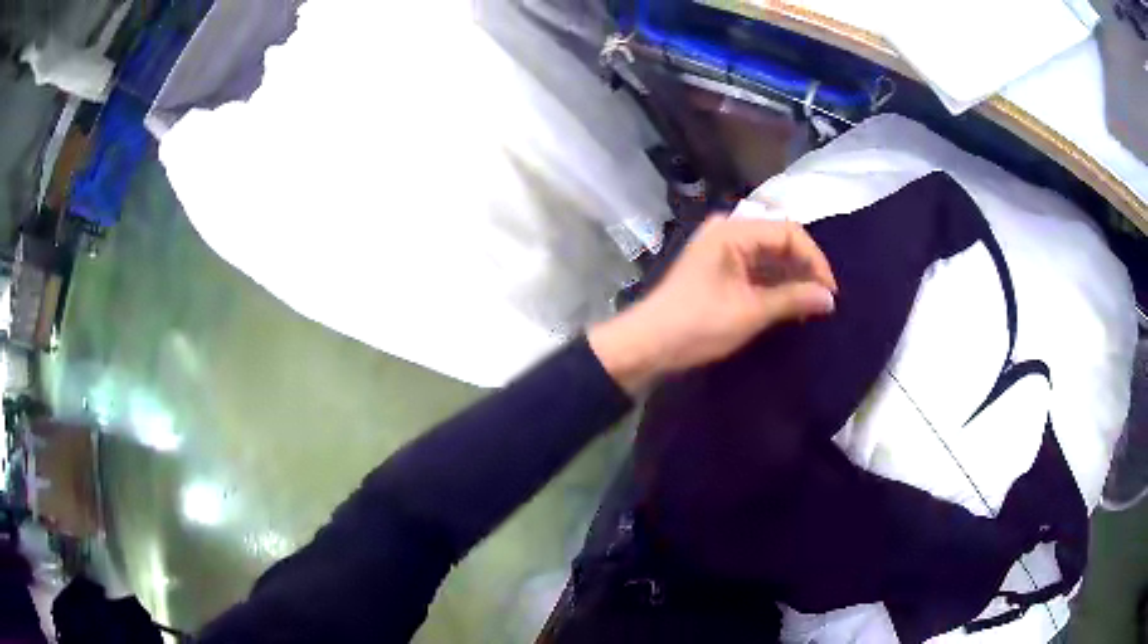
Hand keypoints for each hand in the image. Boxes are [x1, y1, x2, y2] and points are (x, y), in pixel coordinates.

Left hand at [589, 216, 836, 393]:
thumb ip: (793, 299)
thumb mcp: (750, 312)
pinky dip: (774, 285)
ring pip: (769, 256)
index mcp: (733, 230)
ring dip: (791, 279)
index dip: (814, 260)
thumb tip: (830, 298)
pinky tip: (789, 305)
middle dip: (804, 269)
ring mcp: (722, 249)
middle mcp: (728, 231)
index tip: (830, 292)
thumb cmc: (697, 325)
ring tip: (810, 306)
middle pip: (779, 241)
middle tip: (823, 301)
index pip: (788, 231)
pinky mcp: (719, 269)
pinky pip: (756, 268)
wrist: (647, 345)